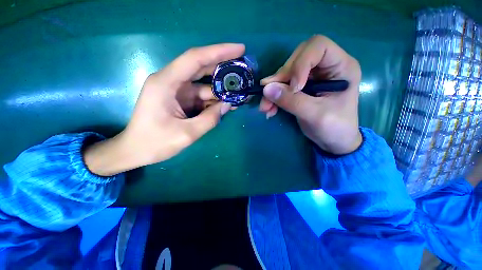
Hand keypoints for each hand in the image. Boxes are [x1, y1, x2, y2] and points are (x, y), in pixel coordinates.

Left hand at [84, 44, 244, 175]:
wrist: (136, 151)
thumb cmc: (155, 143)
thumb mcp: (187, 133)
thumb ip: (210, 119)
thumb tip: (228, 105)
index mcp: (166, 83)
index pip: (195, 58)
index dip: (219, 52)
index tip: (240, 49)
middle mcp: (171, 81)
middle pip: (201, 67)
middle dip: (223, 68)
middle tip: (244, 69)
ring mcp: (177, 91)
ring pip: (204, 85)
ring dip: (221, 90)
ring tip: (240, 94)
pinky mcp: (181, 100)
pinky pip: (202, 97)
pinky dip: (214, 101)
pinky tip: (227, 105)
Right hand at [259, 35, 361, 154]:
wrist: (333, 141)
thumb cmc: (334, 128)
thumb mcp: (314, 115)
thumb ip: (291, 101)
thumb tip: (266, 88)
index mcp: (341, 66)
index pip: (318, 46)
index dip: (301, 63)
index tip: (293, 87)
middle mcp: (325, 67)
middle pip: (297, 59)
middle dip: (281, 77)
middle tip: (268, 95)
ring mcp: (312, 77)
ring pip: (286, 74)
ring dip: (273, 89)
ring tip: (265, 107)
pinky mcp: (301, 87)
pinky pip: (283, 86)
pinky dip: (274, 97)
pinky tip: (269, 109)